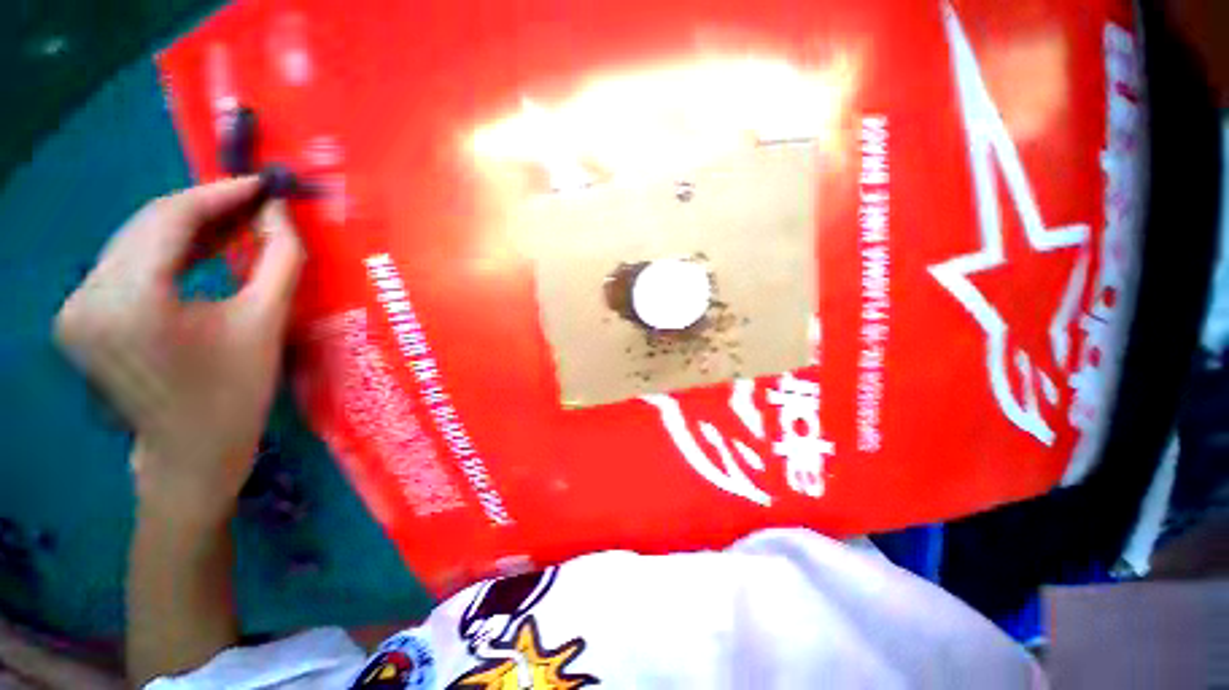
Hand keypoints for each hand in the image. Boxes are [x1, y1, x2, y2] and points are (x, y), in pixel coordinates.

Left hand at [55, 177, 304, 527]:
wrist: (191, 455)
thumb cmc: (235, 396)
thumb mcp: (266, 324)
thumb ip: (279, 260)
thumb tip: (279, 212)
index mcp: (128, 302)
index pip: (168, 218)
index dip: (219, 193)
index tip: (260, 184)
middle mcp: (86, 296)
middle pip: (146, 225)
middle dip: (206, 207)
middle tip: (256, 203)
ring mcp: (75, 307)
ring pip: (135, 240)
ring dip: (188, 227)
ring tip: (237, 224)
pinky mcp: (79, 316)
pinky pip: (126, 263)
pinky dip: (167, 250)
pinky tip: (202, 249)